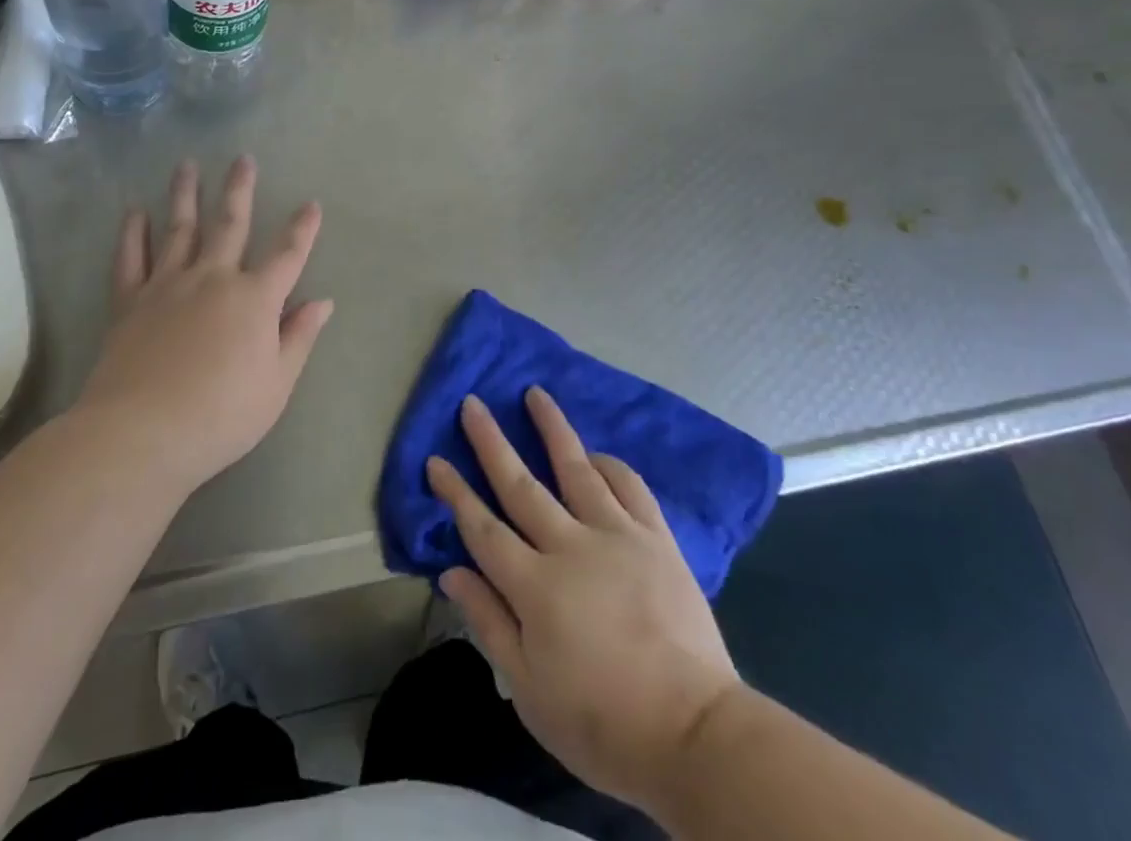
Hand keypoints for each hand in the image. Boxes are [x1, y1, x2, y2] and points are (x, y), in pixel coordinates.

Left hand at [78, 156, 332, 496]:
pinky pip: (131, 259)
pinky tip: (134, 212)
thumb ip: (298, 337)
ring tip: (187, 165)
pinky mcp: (130, 301)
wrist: (143, 432)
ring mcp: (168, 285)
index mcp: (254, 299)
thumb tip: (323, 302)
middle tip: (243, 159)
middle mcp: (213, 278)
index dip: (302, 229)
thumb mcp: (276, 384)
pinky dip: (133, 233)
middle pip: (230, 224)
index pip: (288, 255)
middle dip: (240, 190)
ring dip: (185, 195)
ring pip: (179, 229)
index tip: (311, 204)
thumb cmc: (222, 414)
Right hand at [427, 388, 742, 820]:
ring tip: (536, 393)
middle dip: (491, 442)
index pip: (482, 528)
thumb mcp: (530, 690)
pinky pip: (630, 488)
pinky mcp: (656, 539)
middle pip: (521, 484)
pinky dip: (610, 465)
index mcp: (534, 586)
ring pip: (576, 468)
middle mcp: (570, 546)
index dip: (455, 493)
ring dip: (552, 428)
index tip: (435, 460)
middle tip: (472, 404)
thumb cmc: (602, 723)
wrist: (695, 736)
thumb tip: (451, 571)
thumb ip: (488, 622)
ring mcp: (617, 536)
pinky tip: (596, 454)